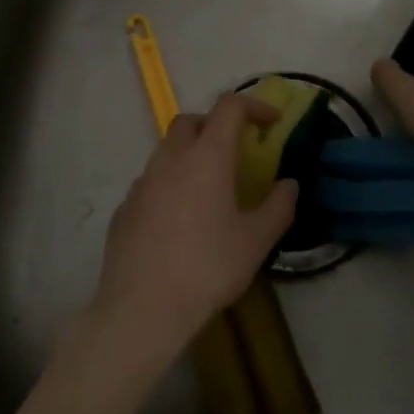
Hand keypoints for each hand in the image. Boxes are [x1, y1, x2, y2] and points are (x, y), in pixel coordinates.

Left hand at [85, 93, 298, 371]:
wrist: (142, 307)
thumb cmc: (207, 268)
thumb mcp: (255, 241)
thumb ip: (278, 207)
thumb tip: (289, 184)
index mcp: (207, 156)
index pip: (229, 107)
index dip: (253, 105)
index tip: (272, 121)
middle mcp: (171, 158)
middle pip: (191, 120)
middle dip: (215, 124)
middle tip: (236, 150)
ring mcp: (142, 181)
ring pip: (167, 150)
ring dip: (190, 155)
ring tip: (210, 188)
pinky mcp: (125, 206)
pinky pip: (152, 181)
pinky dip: (170, 184)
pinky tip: (180, 219)